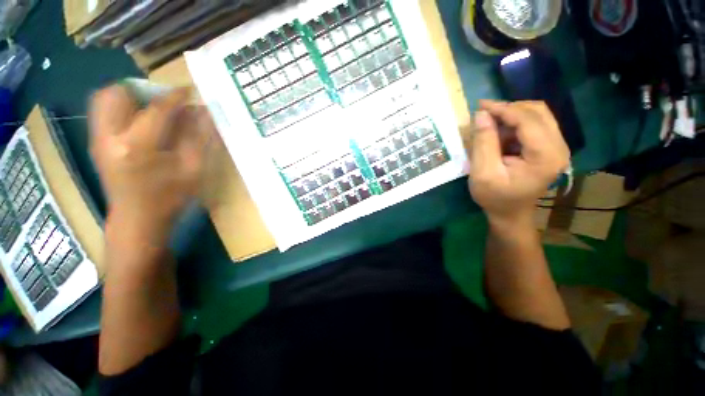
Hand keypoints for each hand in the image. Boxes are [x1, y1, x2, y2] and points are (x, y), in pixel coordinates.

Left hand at [90, 85, 213, 242]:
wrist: (137, 220)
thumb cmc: (169, 198)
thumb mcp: (192, 170)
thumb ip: (198, 138)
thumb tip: (205, 113)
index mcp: (138, 147)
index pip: (157, 109)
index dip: (176, 97)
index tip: (190, 91)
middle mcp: (110, 137)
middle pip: (117, 94)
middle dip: (143, 90)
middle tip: (164, 101)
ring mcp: (98, 140)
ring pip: (105, 100)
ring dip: (130, 97)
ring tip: (152, 109)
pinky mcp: (96, 143)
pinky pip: (104, 112)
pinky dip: (122, 108)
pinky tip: (141, 123)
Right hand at [468, 100, 568, 229]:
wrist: (510, 213)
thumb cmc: (494, 197)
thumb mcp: (482, 172)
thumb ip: (483, 143)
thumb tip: (482, 114)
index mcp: (545, 156)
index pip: (529, 120)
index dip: (504, 109)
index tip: (480, 106)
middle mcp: (559, 147)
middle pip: (538, 112)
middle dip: (509, 109)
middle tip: (484, 113)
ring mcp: (557, 147)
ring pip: (538, 115)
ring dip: (512, 115)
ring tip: (490, 124)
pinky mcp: (550, 148)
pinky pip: (535, 124)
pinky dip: (515, 123)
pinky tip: (500, 133)